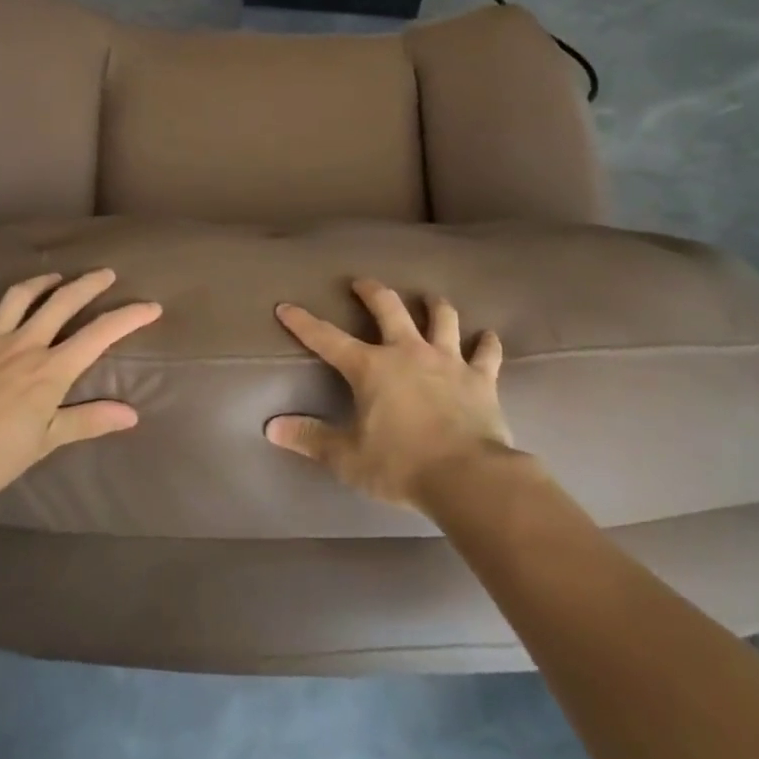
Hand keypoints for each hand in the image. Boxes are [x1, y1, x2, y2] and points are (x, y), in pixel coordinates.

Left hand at [0, 269, 160, 500]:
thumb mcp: (44, 442)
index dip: (128, 317)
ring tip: (53, 278)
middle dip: (88, 284)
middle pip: (62, 302)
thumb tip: (131, 414)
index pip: (99, 335)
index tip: (151, 305)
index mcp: (51, 369)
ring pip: (18, 298)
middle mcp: (25, 344)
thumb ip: (87, 422)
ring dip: (39, 284)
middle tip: (104, 272)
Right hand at [264, 277, 515, 509]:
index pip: (328, 339)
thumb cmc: (401, 465)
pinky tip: (488, 335)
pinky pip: (486, 353)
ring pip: (441, 319)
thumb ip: (311, 438)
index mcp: (372, 368)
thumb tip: (271, 428)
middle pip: (389, 309)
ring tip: (429, 297)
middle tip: (362, 282)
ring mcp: (447, 361)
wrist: (466, 476)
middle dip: (372, 292)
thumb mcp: (348, 457)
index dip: (304, 322)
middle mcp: (408, 352)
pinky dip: (486, 343)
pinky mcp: (480, 378)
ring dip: (434, 305)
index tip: (286, 306)